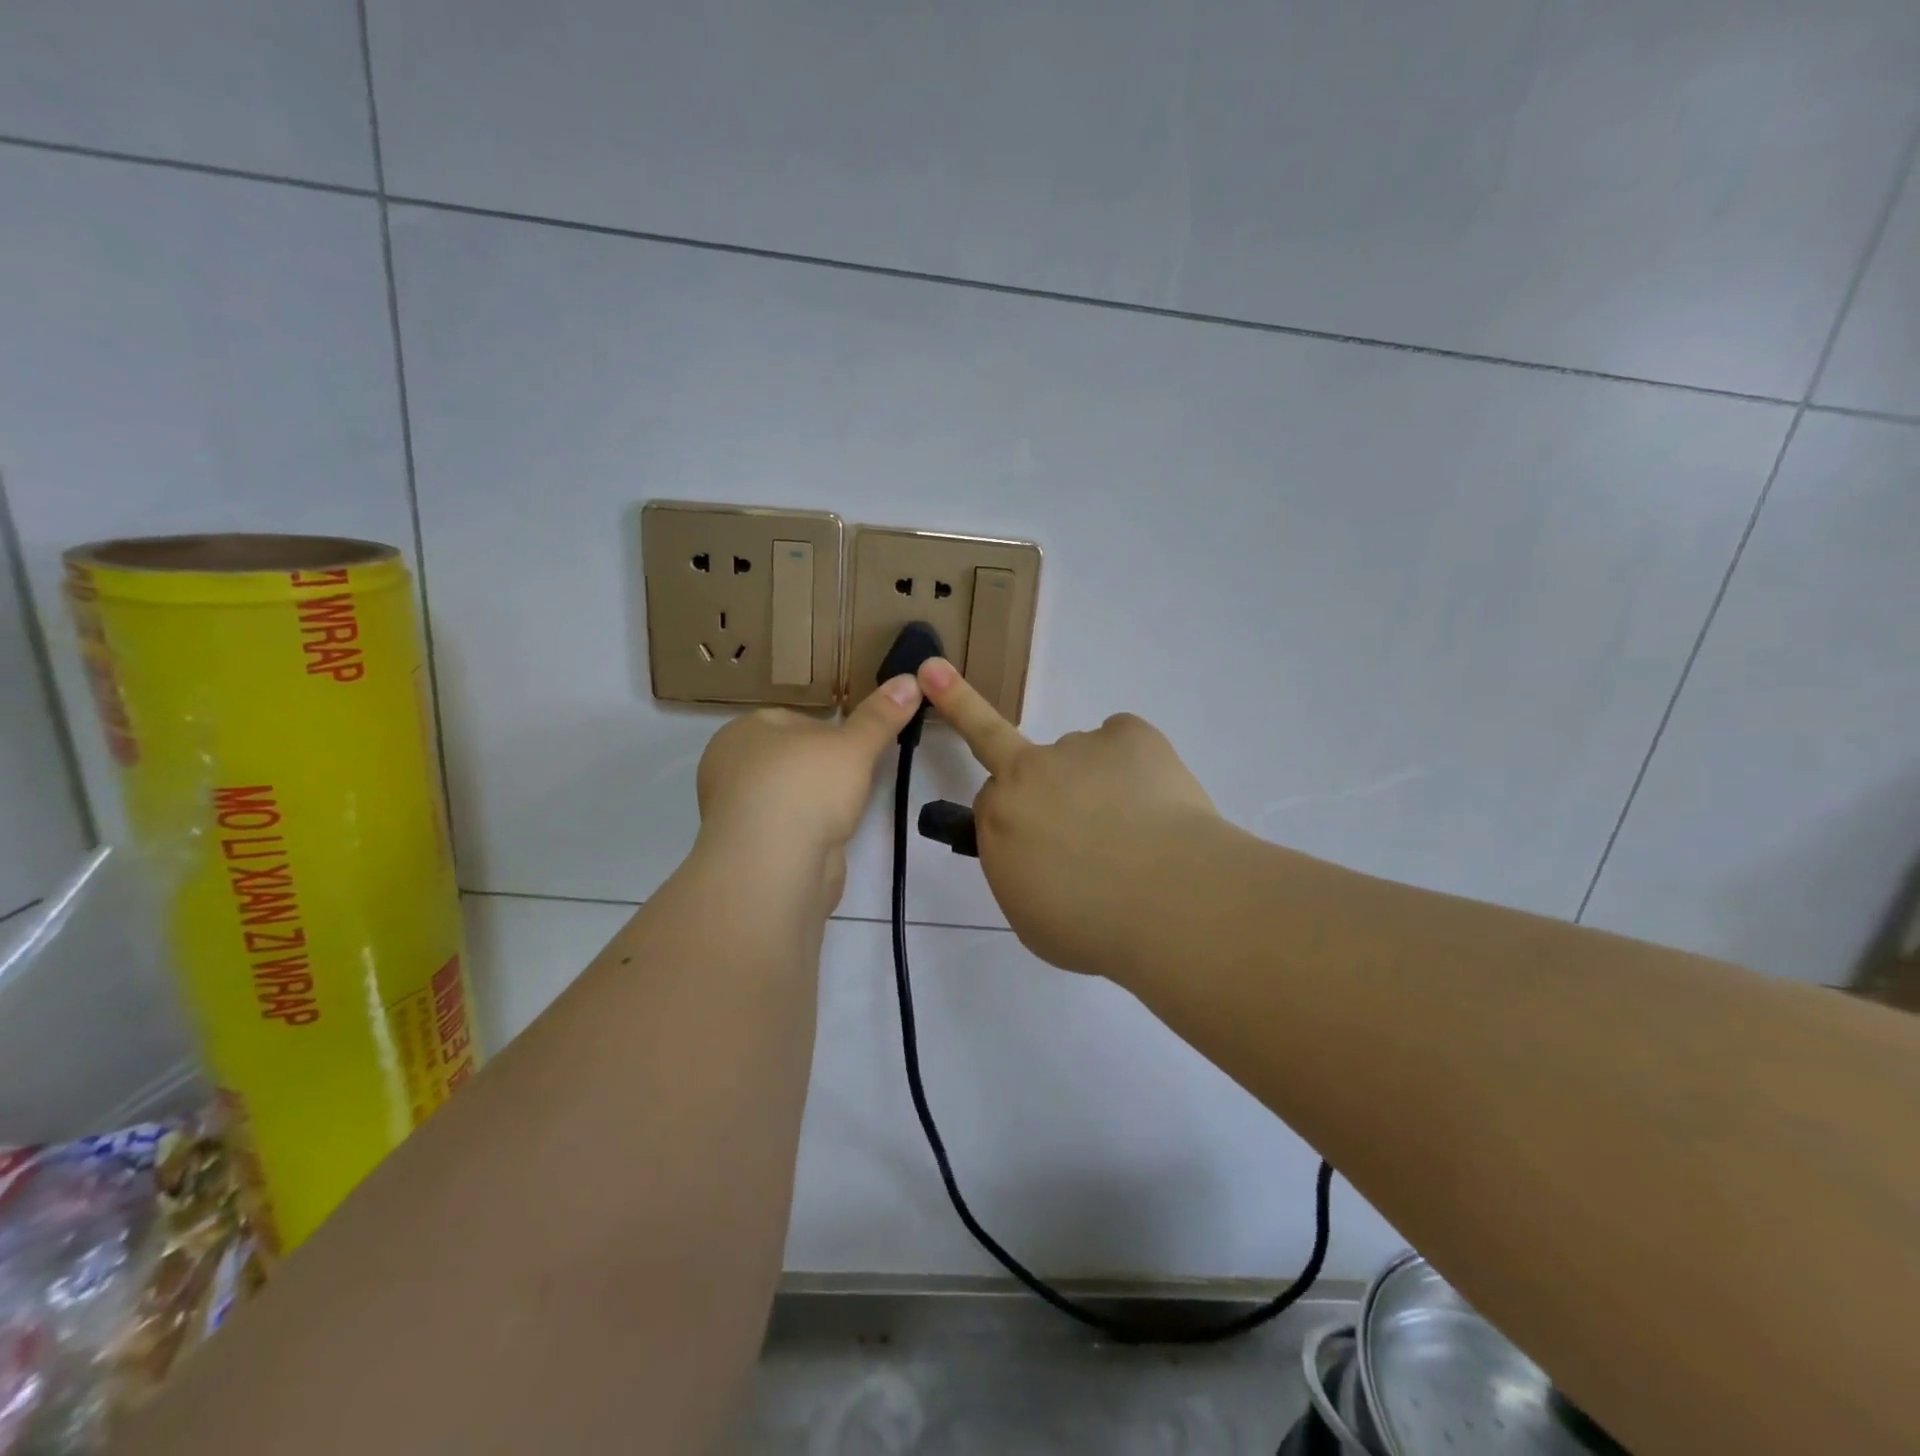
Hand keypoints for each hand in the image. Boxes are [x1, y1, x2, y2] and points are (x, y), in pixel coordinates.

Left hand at [695, 676, 922, 907]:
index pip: (792, 721)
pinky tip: (826, 839)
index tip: (857, 748)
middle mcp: (729, 768)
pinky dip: (805, 832)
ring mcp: (735, 812)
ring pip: (786, 796)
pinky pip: (784, 830)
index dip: (829, 732)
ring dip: (813, 803)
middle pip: (789, 759)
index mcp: (743, 731)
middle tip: (855, 778)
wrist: (775, 865)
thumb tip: (910, 680)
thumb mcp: (854, 745)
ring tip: (844, 811)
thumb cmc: (807, 787)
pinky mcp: (747, 850)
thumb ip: (880, 716)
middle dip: (821, 769)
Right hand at [916, 658, 1220, 978]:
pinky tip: (1159, 802)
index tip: (1029, 825)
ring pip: (1081, 757)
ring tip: (1141, 831)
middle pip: (1017, 759)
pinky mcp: (1128, 734)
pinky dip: (1138, 762)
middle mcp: (1029, 772)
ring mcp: (1078, 746)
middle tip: (1074, 817)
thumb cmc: (1093, 928)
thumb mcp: (1031, 918)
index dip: (1014, 814)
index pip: (990, 797)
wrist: (1169, 902)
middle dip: (1033, 777)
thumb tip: (1048, 854)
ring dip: (1098, 783)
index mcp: (1000, 818)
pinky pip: (1124, 740)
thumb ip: (1025, 871)